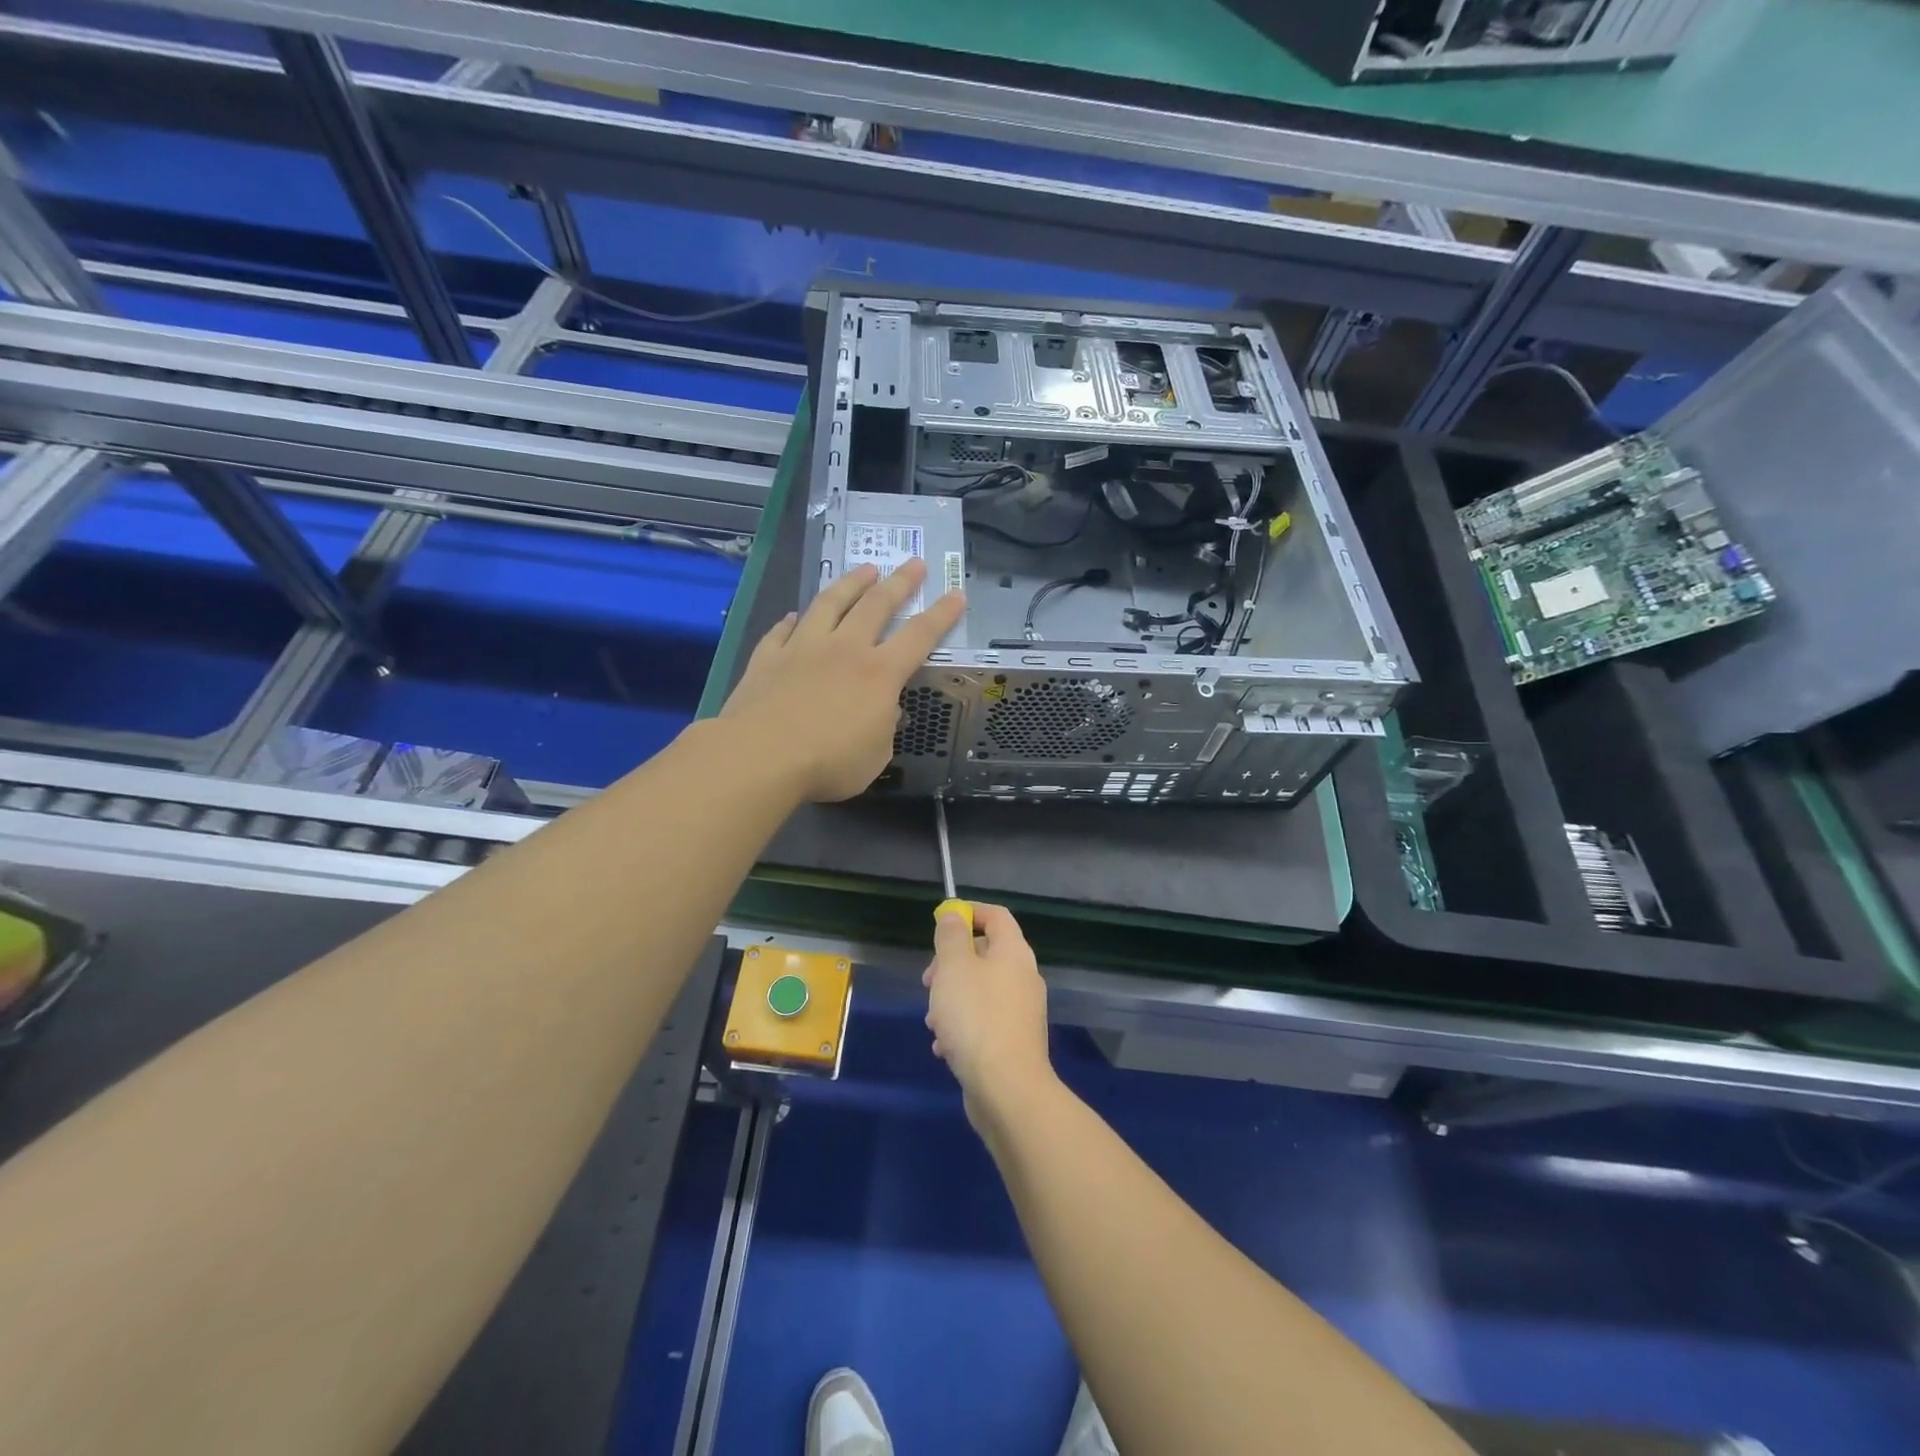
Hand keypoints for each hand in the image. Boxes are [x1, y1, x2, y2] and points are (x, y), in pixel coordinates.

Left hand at [721, 560, 963, 802]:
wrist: (761, 756)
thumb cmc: (829, 763)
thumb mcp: (875, 755)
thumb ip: (883, 727)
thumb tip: (883, 710)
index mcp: (879, 674)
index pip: (919, 636)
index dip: (941, 614)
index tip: (956, 593)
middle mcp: (844, 649)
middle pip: (876, 605)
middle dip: (900, 582)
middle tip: (914, 563)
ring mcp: (803, 648)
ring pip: (830, 603)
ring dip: (851, 583)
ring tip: (864, 569)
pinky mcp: (768, 656)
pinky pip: (783, 630)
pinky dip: (792, 619)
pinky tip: (795, 614)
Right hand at [924, 904, 1054, 1131]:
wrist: (1007, 1089)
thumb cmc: (976, 1018)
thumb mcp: (954, 968)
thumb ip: (951, 937)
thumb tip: (954, 915)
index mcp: (1013, 953)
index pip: (995, 916)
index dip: (969, 913)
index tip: (941, 923)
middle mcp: (1022, 977)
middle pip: (985, 954)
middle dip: (951, 965)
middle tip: (929, 982)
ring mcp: (1020, 1012)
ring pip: (980, 991)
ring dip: (951, 1000)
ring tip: (933, 1021)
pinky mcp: (1012, 1042)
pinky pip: (983, 1022)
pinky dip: (962, 1028)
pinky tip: (944, 1048)